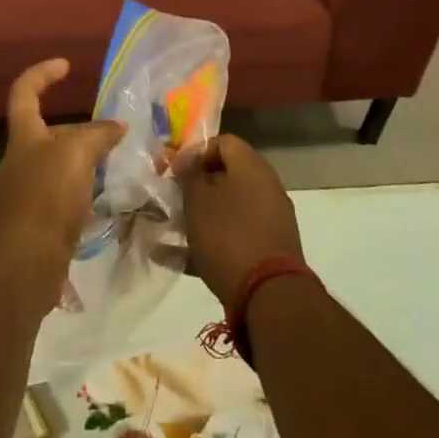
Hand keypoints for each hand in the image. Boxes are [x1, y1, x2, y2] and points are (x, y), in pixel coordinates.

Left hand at [0, 59, 124, 312]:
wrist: (23, 267)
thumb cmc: (45, 199)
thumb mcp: (75, 154)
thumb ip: (98, 135)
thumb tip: (117, 127)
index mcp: (24, 136)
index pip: (25, 92)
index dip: (42, 74)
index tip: (67, 66)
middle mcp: (24, 161)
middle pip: (51, 132)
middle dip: (82, 128)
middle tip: (118, 131)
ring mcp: (32, 193)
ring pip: (64, 165)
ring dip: (90, 161)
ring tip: (125, 162)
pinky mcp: (43, 223)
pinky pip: (70, 196)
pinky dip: (90, 191)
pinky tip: (113, 198)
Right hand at [177, 135, 302, 306]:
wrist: (269, 295)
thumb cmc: (228, 235)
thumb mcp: (197, 200)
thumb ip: (188, 176)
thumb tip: (187, 166)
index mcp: (252, 167)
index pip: (223, 142)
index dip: (195, 152)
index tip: (174, 171)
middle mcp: (266, 188)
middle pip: (225, 176)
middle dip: (195, 187)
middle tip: (171, 199)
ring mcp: (269, 220)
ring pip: (227, 209)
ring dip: (198, 216)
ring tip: (169, 229)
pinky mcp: (267, 250)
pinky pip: (232, 237)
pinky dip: (207, 243)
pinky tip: (175, 259)